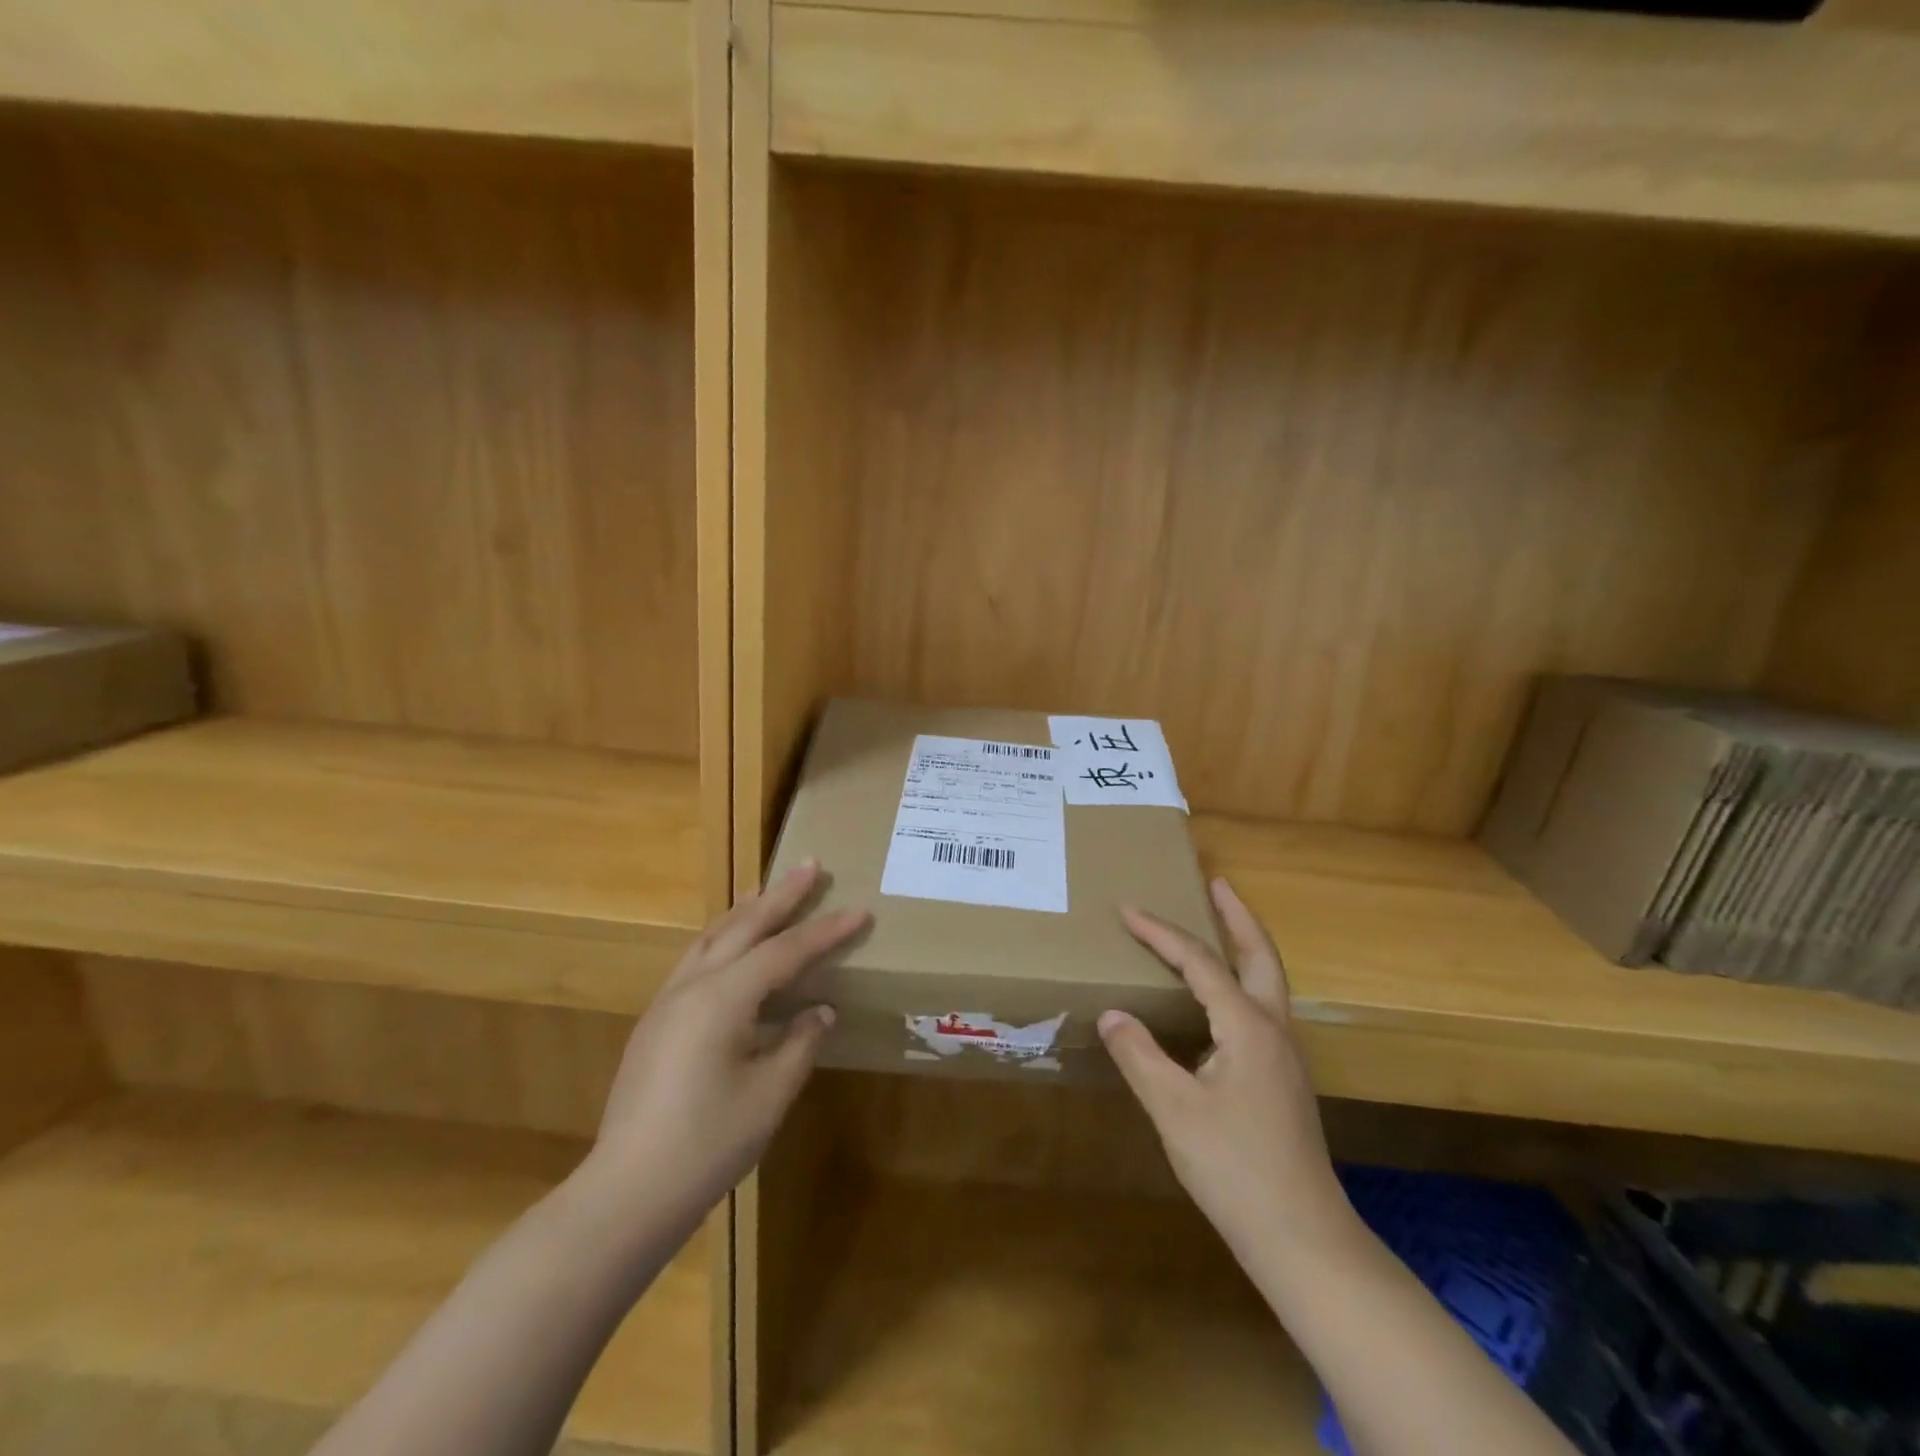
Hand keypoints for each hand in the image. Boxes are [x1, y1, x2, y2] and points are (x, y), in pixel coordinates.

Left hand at [582, 861, 867, 1220]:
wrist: (627, 1193)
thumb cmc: (707, 1145)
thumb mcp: (769, 1095)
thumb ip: (800, 1043)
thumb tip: (820, 1011)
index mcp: (722, 998)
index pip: (786, 951)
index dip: (827, 931)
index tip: (861, 912)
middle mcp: (692, 986)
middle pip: (744, 926)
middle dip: (782, 895)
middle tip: (812, 865)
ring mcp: (667, 1002)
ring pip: (712, 937)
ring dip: (746, 911)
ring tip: (770, 890)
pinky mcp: (656, 1022)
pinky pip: (696, 960)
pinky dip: (723, 939)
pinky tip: (733, 948)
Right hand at [1099, 878, 1351, 1264]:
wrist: (1302, 1237)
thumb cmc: (1234, 1168)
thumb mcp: (1173, 1109)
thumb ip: (1139, 1055)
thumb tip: (1112, 1013)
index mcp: (1247, 1026)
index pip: (1199, 962)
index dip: (1161, 933)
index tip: (1127, 910)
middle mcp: (1273, 1028)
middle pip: (1259, 955)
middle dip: (1237, 916)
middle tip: (1217, 883)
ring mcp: (1284, 1055)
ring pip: (1267, 981)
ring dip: (1245, 945)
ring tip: (1220, 926)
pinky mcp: (1282, 1078)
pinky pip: (1261, 1007)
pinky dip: (1242, 980)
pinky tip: (1220, 1000)